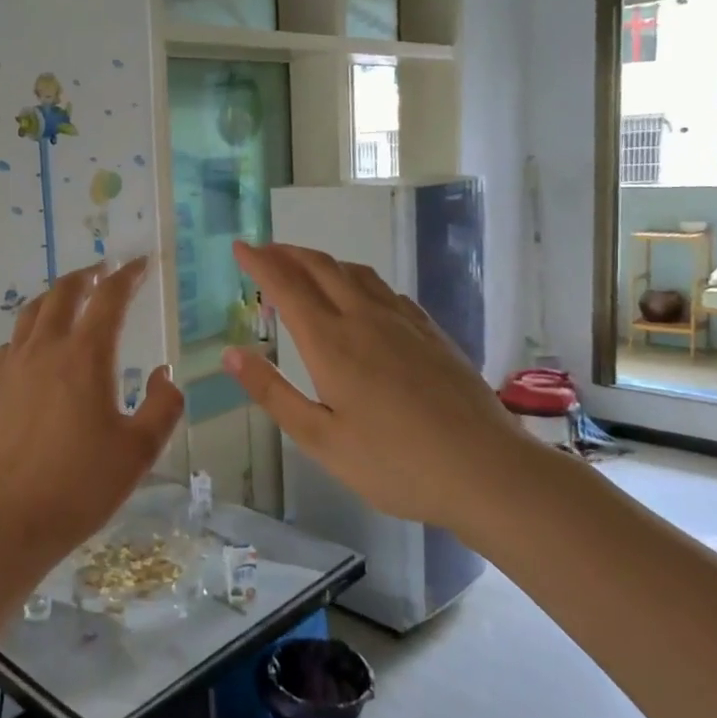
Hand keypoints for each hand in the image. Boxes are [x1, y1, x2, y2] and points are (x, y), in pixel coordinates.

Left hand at [0, 259, 182, 562]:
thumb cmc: (76, 487)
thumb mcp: (137, 453)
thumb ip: (162, 408)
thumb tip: (165, 376)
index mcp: (84, 356)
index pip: (108, 298)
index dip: (127, 276)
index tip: (140, 264)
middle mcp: (44, 349)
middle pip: (62, 293)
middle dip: (86, 276)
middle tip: (103, 272)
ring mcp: (9, 367)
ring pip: (30, 313)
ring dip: (54, 298)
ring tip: (68, 300)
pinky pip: (11, 344)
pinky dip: (29, 332)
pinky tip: (34, 351)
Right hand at [223, 241, 531, 532]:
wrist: (486, 470)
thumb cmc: (394, 463)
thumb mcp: (320, 438)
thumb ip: (273, 393)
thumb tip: (230, 354)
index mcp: (331, 342)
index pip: (286, 286)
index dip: (259, 262)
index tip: (239, 247)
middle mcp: (364, 319)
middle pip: (320, 268)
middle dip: (287, 253)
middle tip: (264, 250)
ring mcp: (403, 322)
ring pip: (355, 273)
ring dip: (322, 261)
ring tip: (303, 266)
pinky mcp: (431, 332)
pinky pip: (385, 289)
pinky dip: (357, 279)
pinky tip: (360, 296)